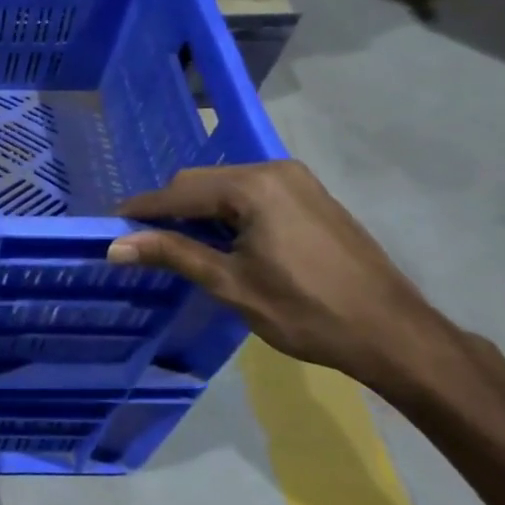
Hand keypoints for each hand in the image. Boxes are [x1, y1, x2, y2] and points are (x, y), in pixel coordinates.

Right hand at [109, 161, 454, 389]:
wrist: (393, 333)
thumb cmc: (306, 312)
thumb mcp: (231, 284)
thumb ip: (172, 254)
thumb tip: (115, 246)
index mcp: (253, 187)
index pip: (178, 192)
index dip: (142, 211)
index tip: (111, 229)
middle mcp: (274, 171)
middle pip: (201, 182)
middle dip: (169, 210)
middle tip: (144, 244)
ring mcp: (297, 181)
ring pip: (225, 186)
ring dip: (198, 211)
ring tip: (180, 246)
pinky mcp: (311, 196)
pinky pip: (251, 193)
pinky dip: (227, 212)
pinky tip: (223, 240)